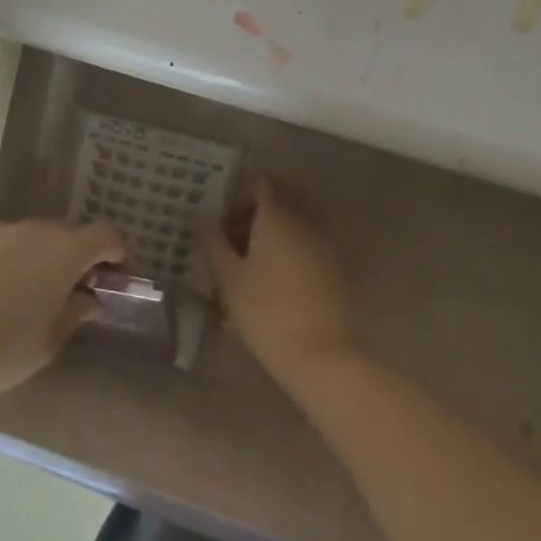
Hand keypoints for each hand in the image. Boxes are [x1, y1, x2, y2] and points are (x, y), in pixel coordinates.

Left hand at [0, 220, 124, 407]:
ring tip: (35, 296)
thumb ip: (76, 312)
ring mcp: (0, 232)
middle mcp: (35, 230)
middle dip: (79, 258)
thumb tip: (88, 298)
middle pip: (69, 234)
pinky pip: (6, 245)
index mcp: (64, 250)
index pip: (105, 235)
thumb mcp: (51, 340)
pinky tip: (0, 294)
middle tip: (77, 293)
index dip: (117, 253)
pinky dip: (15, 261)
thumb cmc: (2, 349)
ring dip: (45, 258)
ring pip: (36, 238)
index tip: (117, 277)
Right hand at [207, 180, 353, 386]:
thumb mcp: (228, 278)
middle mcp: (305, 221)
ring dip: (274, 233)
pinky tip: (275, 282)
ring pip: (297, 223)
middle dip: (257, 214)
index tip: (225, 225)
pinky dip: (291, 250)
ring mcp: (324, 245)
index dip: (240, 198)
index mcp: (278, 215)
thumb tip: (205, 219)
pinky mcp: (335, 269)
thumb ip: (214, 242)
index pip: (262, 184)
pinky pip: (309, 244)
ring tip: (252, 265)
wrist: (320, 356)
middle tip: (236, 241)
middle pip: (282, 200)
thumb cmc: (265, 311)